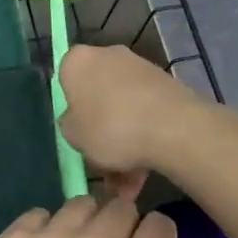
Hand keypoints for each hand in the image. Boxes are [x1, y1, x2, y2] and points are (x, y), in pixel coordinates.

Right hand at [58, 45, 206, 176]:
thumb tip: (76, 119)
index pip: (65, 79)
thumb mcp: (72, 136)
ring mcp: (139, 67)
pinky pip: (145, 112)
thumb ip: (69, 125)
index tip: (77, 132)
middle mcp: (107, 55)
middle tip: (102, 163)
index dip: (70, 108)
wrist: (173, 126)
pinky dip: (143, 138)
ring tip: (128, 183)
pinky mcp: (165, 83)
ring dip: (124, 143)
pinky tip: (145, 172)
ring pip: (123, 109)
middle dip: (100, 130)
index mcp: (77, 61)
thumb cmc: (110, 127)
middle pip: (97, 95)